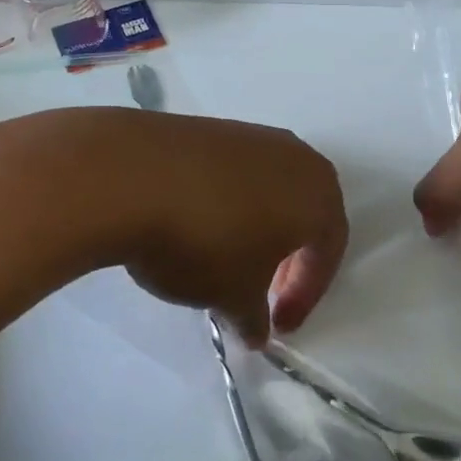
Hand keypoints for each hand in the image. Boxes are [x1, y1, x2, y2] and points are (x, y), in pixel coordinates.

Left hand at [114, 112, 347, 346]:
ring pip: (270, 191)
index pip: (328, 248)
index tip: (279, 325)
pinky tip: (198, 227)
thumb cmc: (206, 242)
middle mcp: (295, 156)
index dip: (308, 293)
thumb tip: (256, 331)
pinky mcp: (211, 129)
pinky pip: (235, 175)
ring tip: (226, 261)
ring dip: (258, 229)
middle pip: (305, 213)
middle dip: (288, 259)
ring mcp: (251, 136)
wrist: (132, 177)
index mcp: (319, 193)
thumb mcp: (234, 296)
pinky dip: (228, 205)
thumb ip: (254, 318)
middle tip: (262, 293)